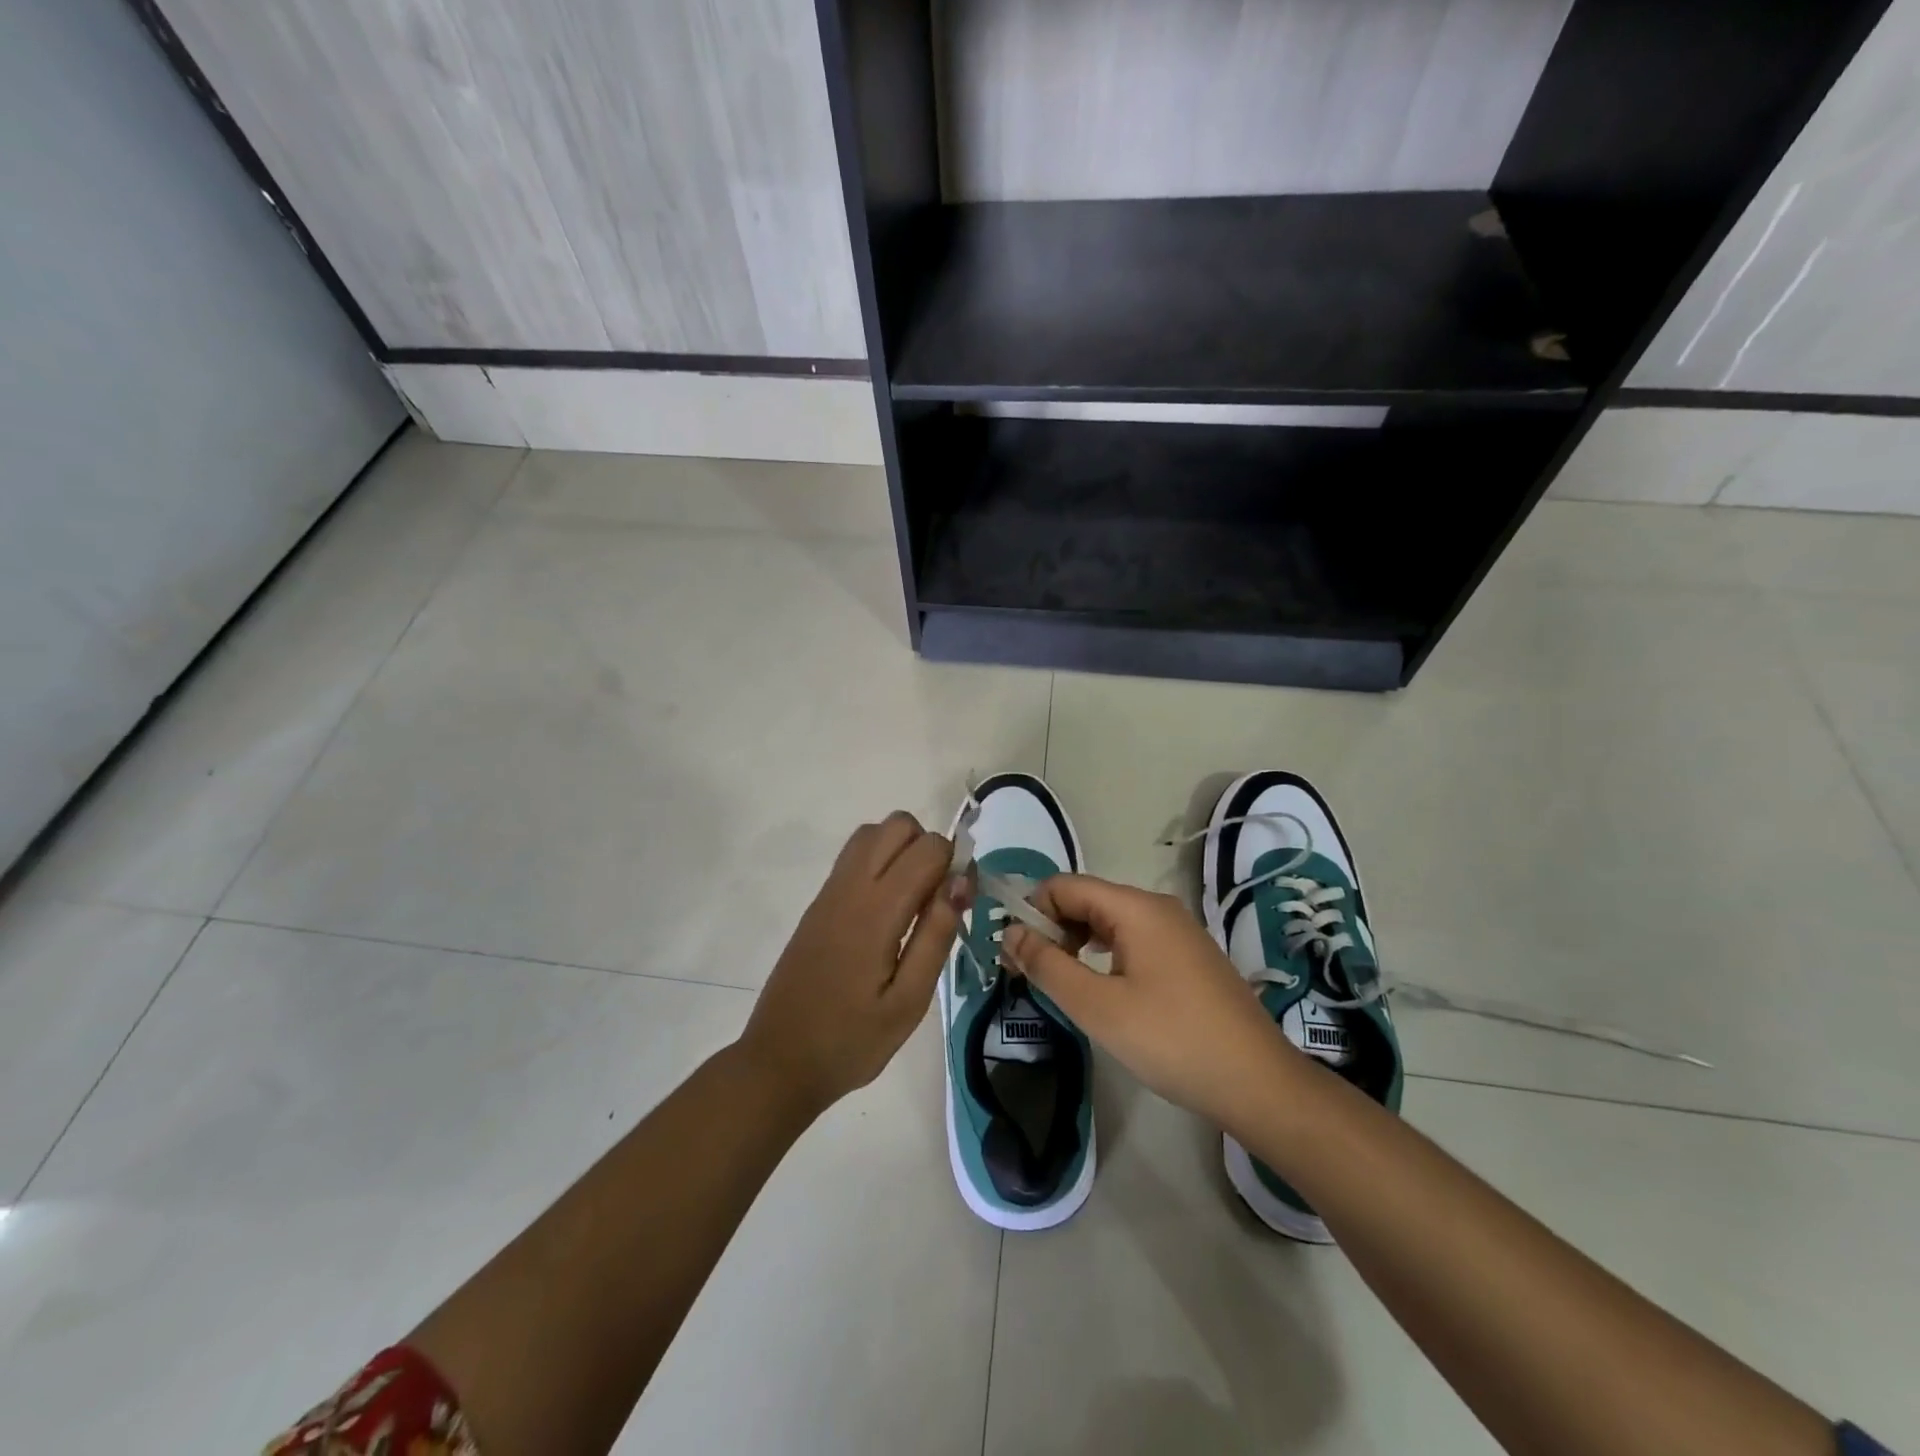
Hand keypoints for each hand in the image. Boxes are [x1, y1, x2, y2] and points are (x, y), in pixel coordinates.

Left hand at [739, 812, 968, 1115]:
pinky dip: (880, 862)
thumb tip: (962, 881)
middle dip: (928, 848)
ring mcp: (829, 892)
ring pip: (872, 833)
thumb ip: (936, 935)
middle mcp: (849, 887)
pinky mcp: (818, 904)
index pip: (927, 848)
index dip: (955, 864)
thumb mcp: (909, 1002)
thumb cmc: (851, 1040)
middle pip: (898, 824)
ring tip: (912, 902)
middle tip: (936, 899)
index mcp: (875, 911)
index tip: (960, 902)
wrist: (779, 1061)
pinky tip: (886, 913)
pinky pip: (854, 856)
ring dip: (902, 850)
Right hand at [1001, 875, 1300, 1132]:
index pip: (1064, 885)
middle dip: (1052, 930)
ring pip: (1109, 922)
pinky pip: (1134, 940)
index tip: (1016, 956)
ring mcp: (1178, 932)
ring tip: (1062, 986)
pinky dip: (1105, 956)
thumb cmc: (1171, 1040)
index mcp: (1135, 907)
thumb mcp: (1097, 1006)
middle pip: (1087, 900)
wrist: (1258, 1082)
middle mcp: (1157, 908)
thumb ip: (1047, 965)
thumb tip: (1010, 932)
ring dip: (1077, 945)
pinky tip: (1104, 992)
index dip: (1032, 912)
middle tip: (1032, 975)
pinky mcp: (1189, 957)